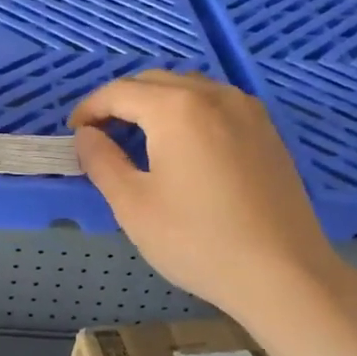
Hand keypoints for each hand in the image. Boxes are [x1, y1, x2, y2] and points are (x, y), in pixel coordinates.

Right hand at [70, 71, 346, 317]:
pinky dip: (189, 113)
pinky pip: (217, 105)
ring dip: (157, 103)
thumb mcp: (133, 205)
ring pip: (189, 89)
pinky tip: (184, 147)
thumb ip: (101, 162)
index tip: (74, 131)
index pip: (120, 92)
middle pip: (155, 82)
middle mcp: (214, 96)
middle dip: (122, 102)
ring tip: (139, 137)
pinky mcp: (267, 132)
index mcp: (176, 109)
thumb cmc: (197, 241)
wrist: (282, 273)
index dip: (90, 108)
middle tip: (101, 134)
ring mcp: (248, 111)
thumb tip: (86, 135)